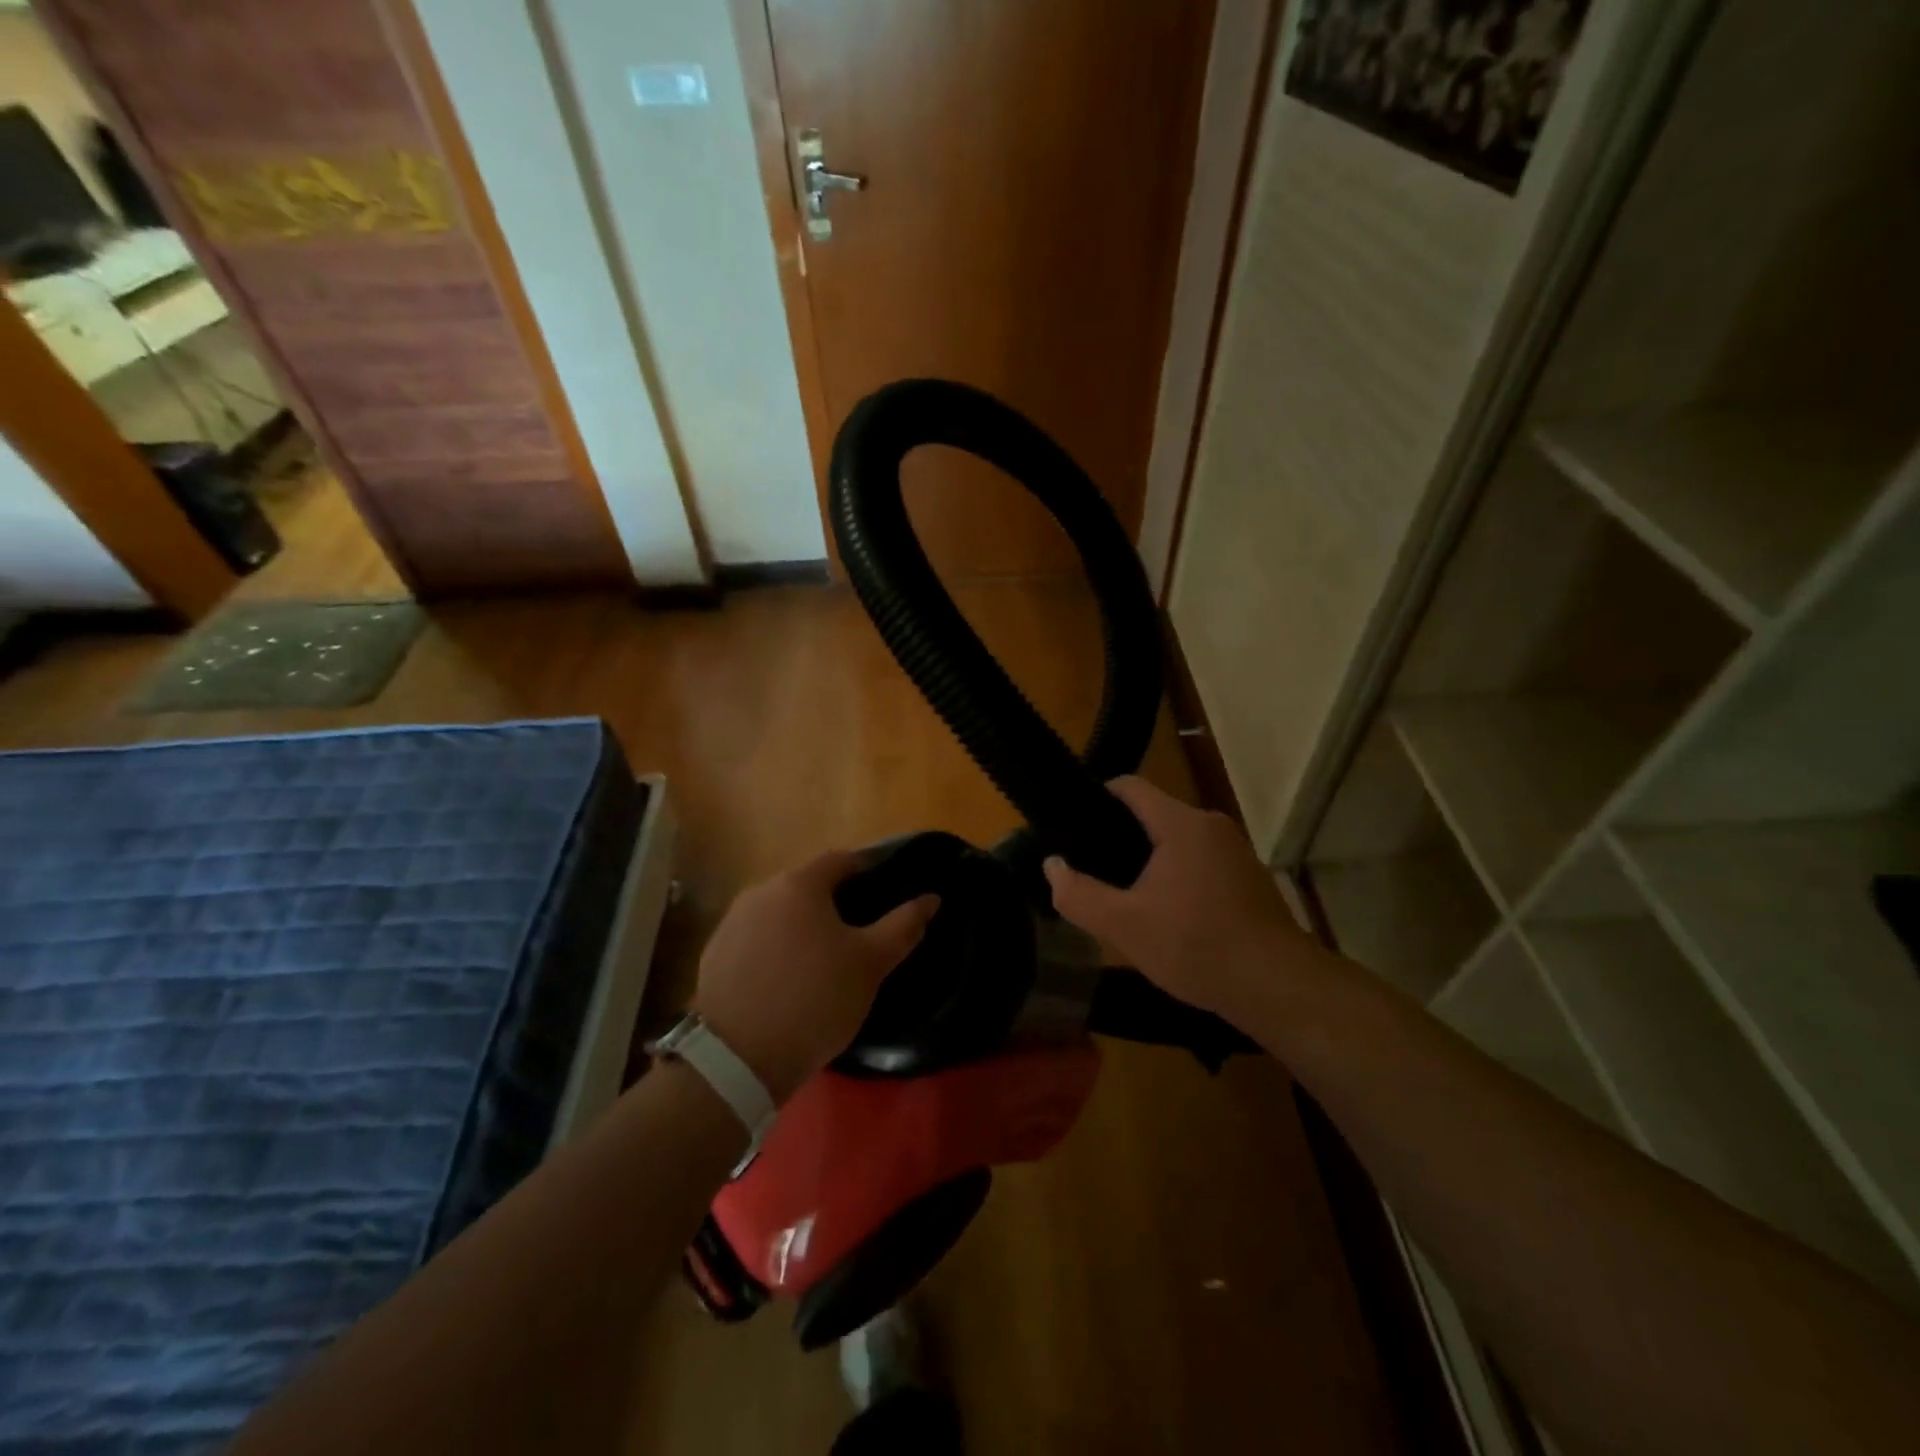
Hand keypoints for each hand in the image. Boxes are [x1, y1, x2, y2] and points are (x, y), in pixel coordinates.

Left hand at [692, 851, 938, 1102]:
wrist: (738, 1059)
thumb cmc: (815, 999)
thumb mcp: (871, 964)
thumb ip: (903, 925)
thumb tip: (931, 897)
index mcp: (800, 883)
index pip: (841, 860)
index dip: (867, 872)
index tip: (885, 895)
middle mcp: (760, 891)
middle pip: (807, 885)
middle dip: (835, 903)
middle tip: (859, 935)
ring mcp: (732, 922)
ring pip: (780, 912)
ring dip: (803, 926)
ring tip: (824, 961)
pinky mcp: (714, 955)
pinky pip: (756, 939)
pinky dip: (776, 949)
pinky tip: (788, 981)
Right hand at [1042, 777, 1307, 1020]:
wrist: (1277, 987)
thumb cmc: (1196, 947)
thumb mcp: (1124, 926)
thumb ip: (1078, 894)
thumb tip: (1052, 866)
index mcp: (1181, 824)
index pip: (1130, 786)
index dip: (1097, 797)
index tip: (1072, 825)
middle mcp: (1211, 825)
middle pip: (1153, 814)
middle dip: (1120, 838)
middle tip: (1092, 870)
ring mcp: (1235, 850)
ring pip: (1177, 841)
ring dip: (1149, 861)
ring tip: (1124, 894)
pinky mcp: (1249, 877)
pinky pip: (1200, 861)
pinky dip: (1177, 876)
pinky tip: (1167, 914)